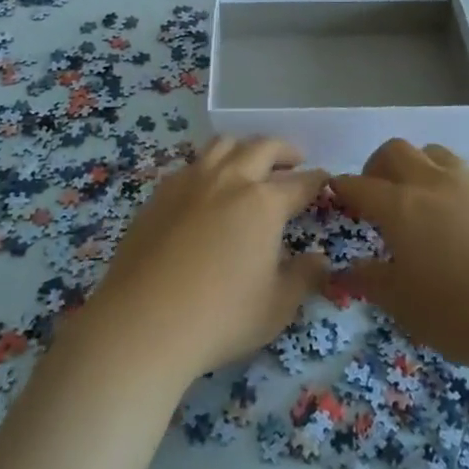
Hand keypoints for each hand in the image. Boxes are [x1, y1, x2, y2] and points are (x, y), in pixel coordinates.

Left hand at [74, 137, 329, 382]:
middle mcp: (230, 180)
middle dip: (285, 150)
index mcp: (263, 203)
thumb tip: (320, 258)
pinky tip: (209, 184)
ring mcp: (191, 181)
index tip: (325, 180)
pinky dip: (210, 164)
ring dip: (245, 147)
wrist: (143, 323)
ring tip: (251, 161)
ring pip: (224, 144)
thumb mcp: (277, 307)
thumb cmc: (220, 318)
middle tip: (295, 159)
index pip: (301, 183)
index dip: (317, 180)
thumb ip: (304, 277)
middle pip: (263, 147)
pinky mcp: (161, 193)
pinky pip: (192, 163)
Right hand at [331, 139, 468, 374]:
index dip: (343, 189)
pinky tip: (467, 221)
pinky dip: (457, 188)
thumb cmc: (466, 313)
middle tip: (377, 194)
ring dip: (419, 167)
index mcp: (401, 207)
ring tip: (422, 199)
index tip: (337, 198)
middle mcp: (434, 183)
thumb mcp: (408, 308)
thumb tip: (344, 270)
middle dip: (378, 166)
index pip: (359, 185)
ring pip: (436, 153)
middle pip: (396, 150)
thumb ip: (372, 283)